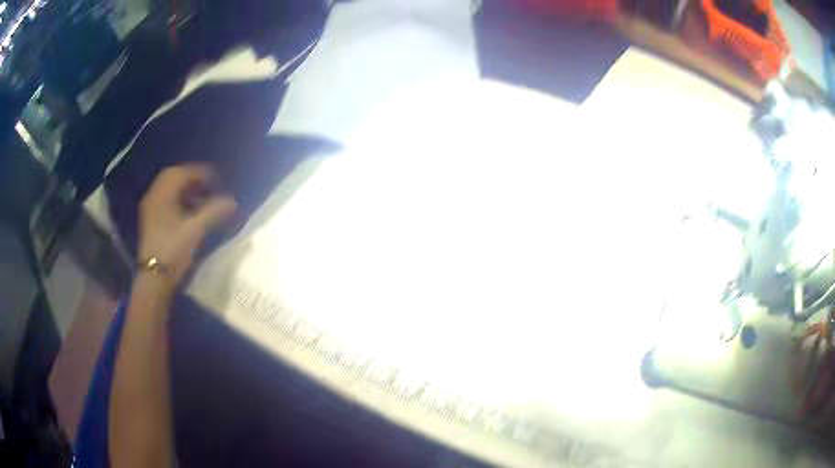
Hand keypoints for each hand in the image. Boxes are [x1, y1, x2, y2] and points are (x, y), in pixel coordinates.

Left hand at [138, 165, 236, 285]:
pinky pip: (165, 200)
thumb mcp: (195, 230)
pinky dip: (178, 199)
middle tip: (209, 187)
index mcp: (162, 195)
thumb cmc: (173, 251)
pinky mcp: (150, 221)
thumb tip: (233, 202)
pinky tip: (189, 212)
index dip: (201, 173)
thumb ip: (214, 212)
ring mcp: (150, 209)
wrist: (154, 278)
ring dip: (185, 189)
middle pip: (173, 177)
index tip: (217, 181)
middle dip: (192, 179)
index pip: (182, 172)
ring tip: (201, 200)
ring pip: (168, 189)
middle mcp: (153, 197)